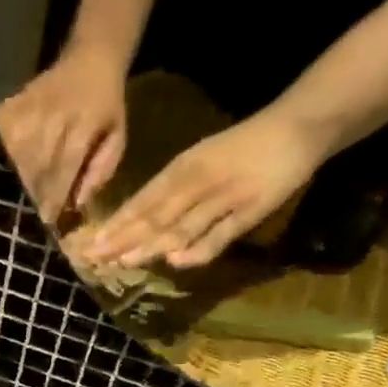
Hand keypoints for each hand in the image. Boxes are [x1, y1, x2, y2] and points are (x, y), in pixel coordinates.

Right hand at [0, 46, 129, 224]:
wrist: (91, 56)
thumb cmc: (107, 105)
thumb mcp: (117, 136)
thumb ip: (101, 170)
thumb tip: (78, 203)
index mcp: (84, 123)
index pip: (64, 167)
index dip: (54, 196)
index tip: (47, 219)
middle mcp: (54, 115)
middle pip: (37, 166)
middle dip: (35, 193)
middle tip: (34, 213)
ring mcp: (31, 108)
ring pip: (18, 157)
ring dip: (19, 180)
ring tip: (23, 194)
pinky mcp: (14, 104)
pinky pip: (4, 141)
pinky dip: (7, 159)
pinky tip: (10, 170)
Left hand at [85, 105, 325, 270]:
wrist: (299, 125)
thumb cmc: (240, 148)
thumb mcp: (199, 163)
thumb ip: (170, 194)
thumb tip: (135, 227)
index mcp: (183, 167)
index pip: (142, 200)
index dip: (116, 224)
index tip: (89, 245)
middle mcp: (199, 181)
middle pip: (155, 215)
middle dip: (123, 238)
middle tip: (95, 259)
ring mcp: (225, 196)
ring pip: (183, 224)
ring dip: (152, 245)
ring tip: (124, 262)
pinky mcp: (252, 209)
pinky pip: (222, 233)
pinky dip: (200, 248)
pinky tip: (176, 260)